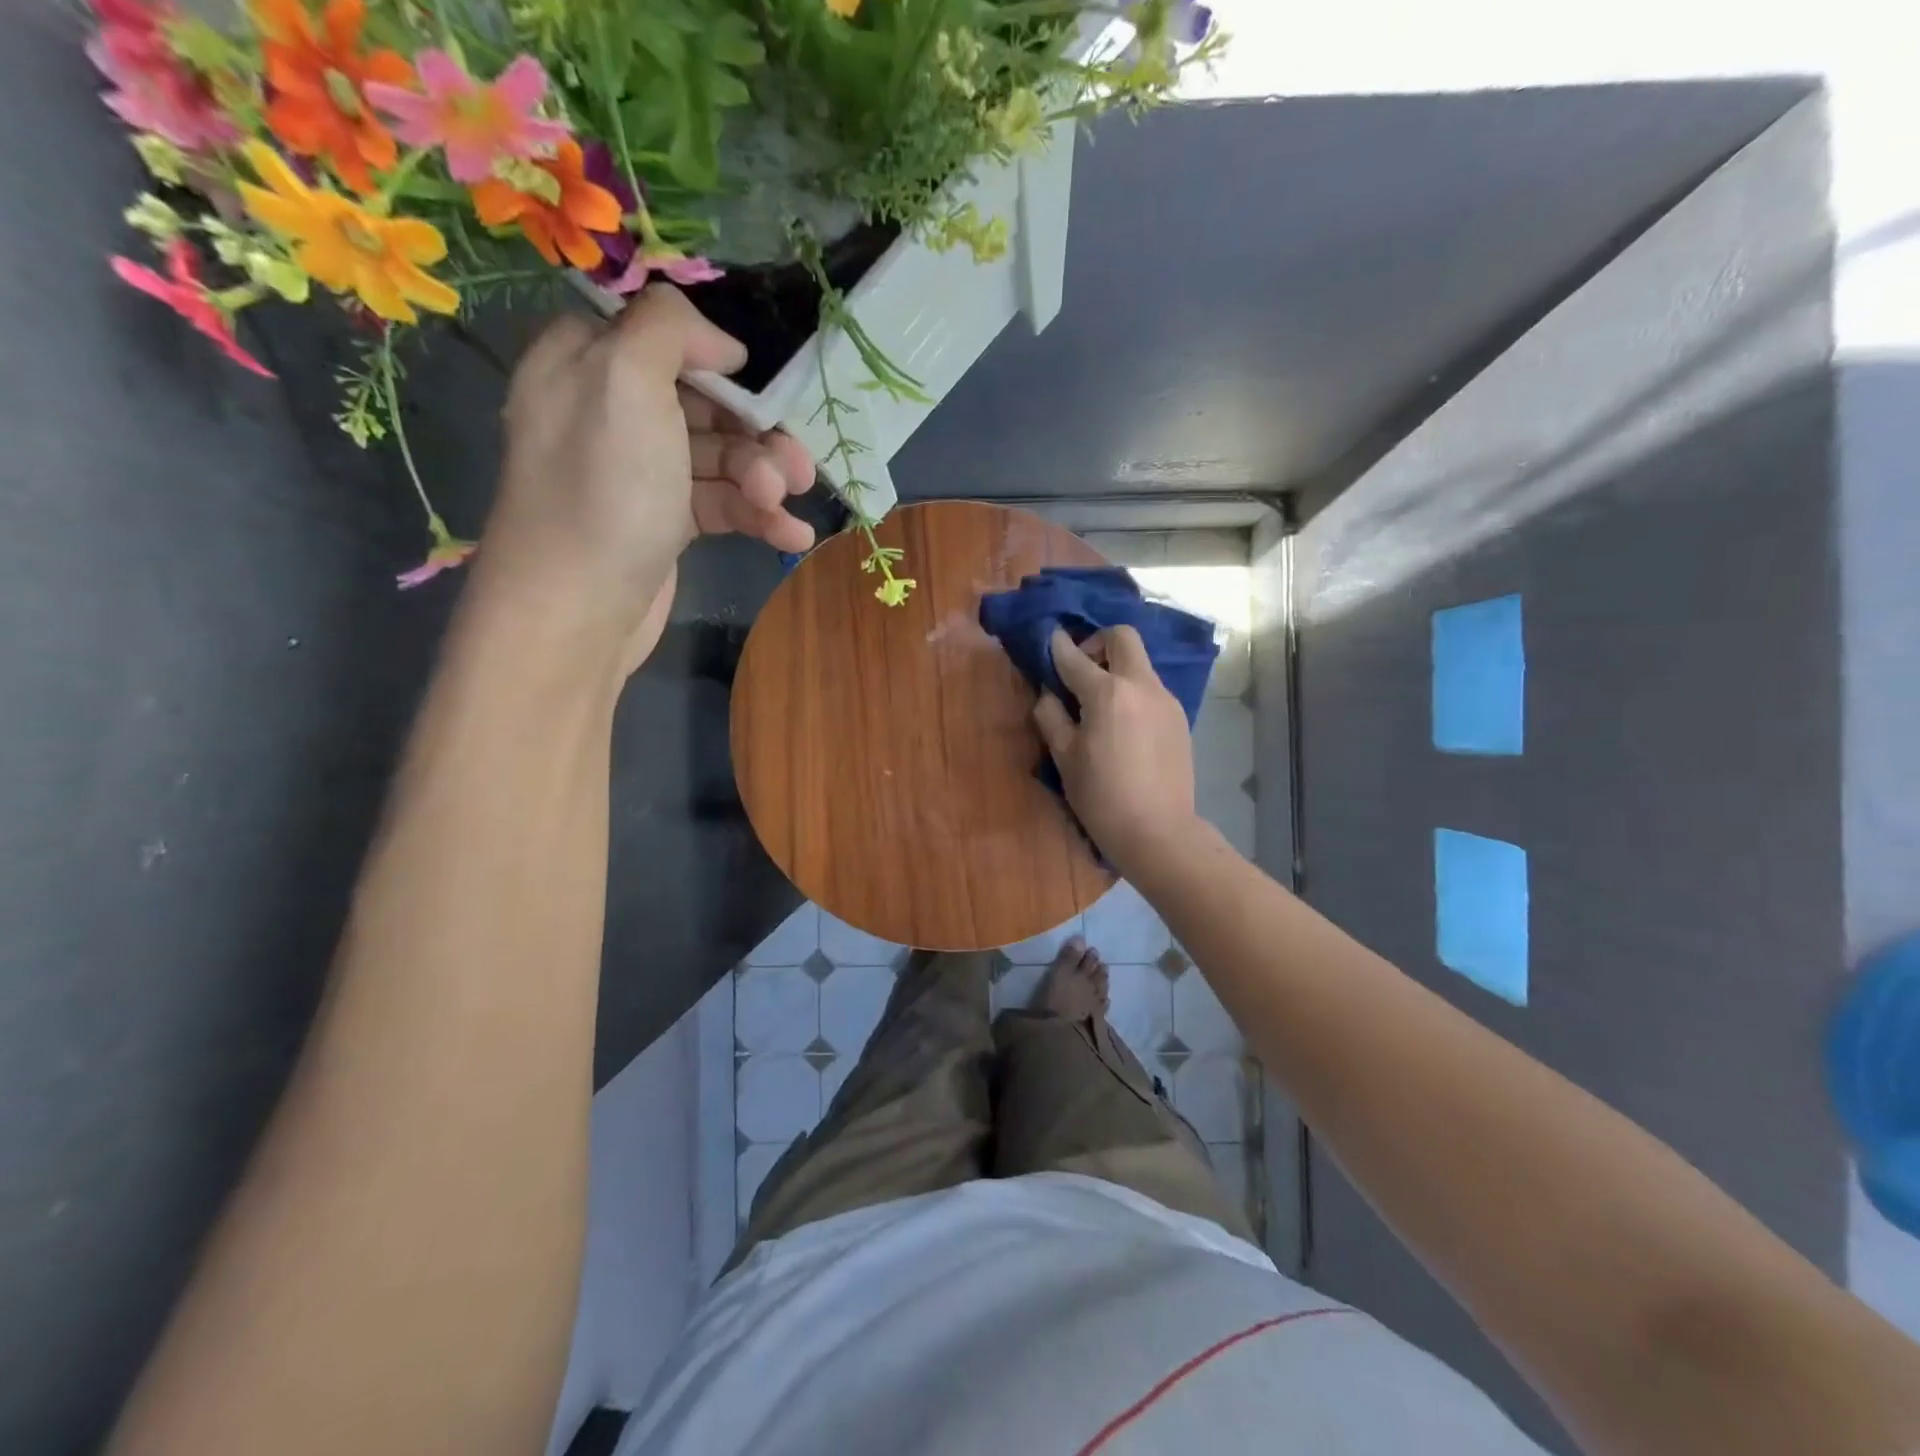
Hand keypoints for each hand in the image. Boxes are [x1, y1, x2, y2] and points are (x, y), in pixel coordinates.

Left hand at [474, 286, 815, 672]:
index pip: (659, 336)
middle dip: (756, 434)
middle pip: (703, 402)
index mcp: (585, 362)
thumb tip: (721, 343)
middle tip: (796, 466)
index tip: (753, 380)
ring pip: (720, 458)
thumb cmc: (603, 488)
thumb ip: (669, 329)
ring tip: (786, 506)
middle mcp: (611, 412)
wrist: (578, 610)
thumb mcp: (625, 379)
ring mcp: (640, 473)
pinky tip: (792, 536)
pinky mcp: (664, 523)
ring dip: (764, 480)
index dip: (713, 356)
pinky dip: (759, 517)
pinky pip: (720, 504)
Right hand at [1033, 626, 1199, 866]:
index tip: (1049, 640)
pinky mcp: (1178, 717)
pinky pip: (1150, 688)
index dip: (1057, 646)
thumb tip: (1049, 694)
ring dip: (1116, 668)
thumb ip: (1051, 716)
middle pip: (1122, 637)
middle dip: (1097, 643)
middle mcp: (1141, 686)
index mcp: (1107, 693)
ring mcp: (1165, 700)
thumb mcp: (1064, 758)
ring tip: (1099, 704)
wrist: (1159, 832)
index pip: (1075, 657)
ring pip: (1139, 663)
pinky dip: (1131, 691)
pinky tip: (1122, 724)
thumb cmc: (1102, 797)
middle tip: (1081, 671)